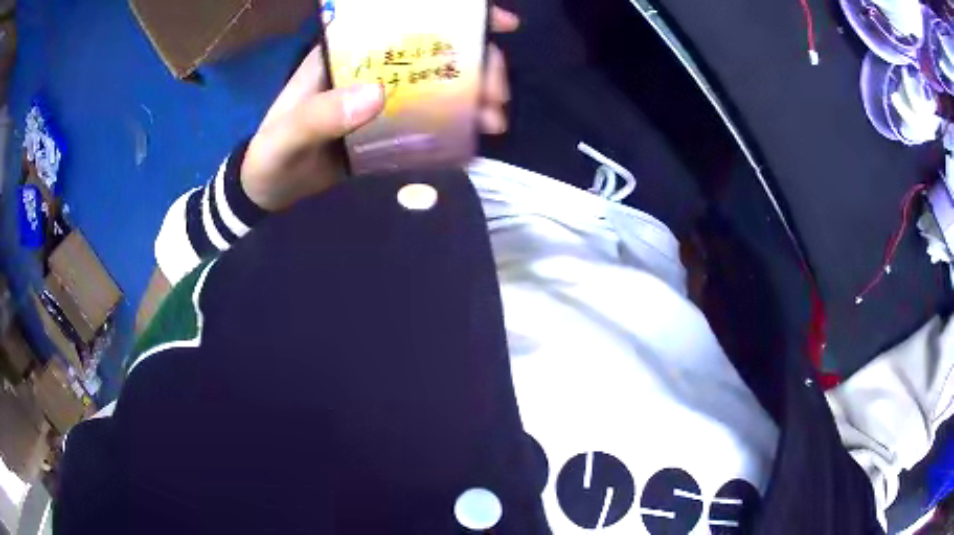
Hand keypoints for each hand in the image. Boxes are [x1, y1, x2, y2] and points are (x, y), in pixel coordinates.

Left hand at [241, 7, 519, 211]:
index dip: (454, 15)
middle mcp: (371, 68)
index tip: (498, 25)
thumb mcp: (286, 136)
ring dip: (475, 97)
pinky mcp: (390, 129)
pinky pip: (431, 119)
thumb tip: (377, 94)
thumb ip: (319, 115)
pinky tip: (474, 139)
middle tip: (495, 97)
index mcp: (346, 53)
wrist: (268, 191)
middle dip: (478, 66)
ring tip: (492, 122)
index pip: (402, 21)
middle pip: (435, 52)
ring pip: (441, 85)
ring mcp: (384, 99)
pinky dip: (458, 125)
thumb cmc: (271, 155)